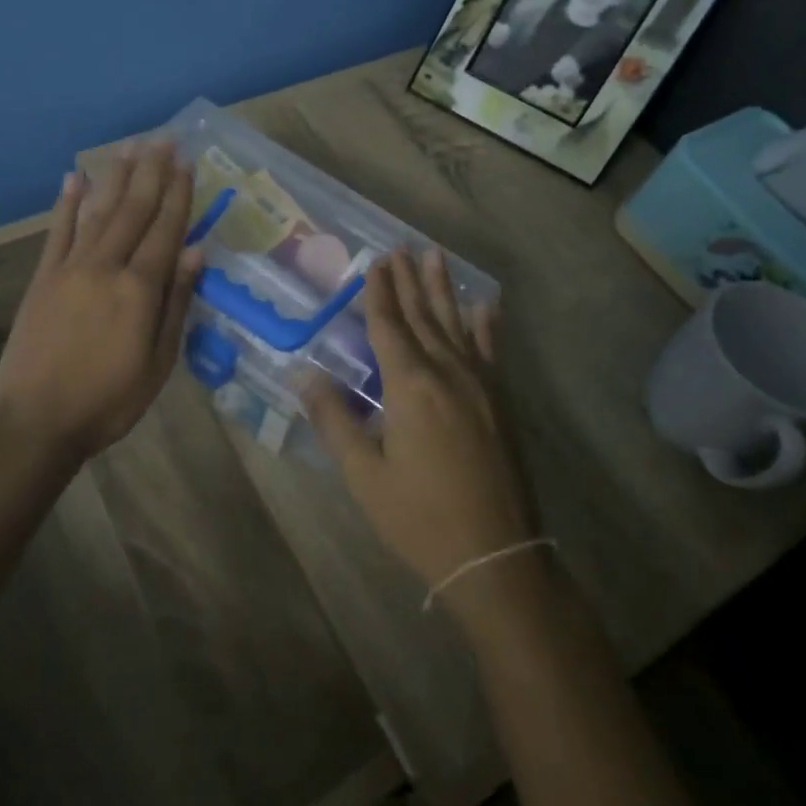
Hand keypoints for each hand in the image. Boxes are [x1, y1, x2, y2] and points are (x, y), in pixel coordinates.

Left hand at [0, 141, 202, 464]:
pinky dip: (67, 203)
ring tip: (129, 147)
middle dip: (151, 172)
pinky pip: (57, 231)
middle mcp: (106, 266)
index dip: (178, 194)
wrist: (35, 422)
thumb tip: (194, 252)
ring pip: (98, 211)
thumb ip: (176, 304)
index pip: (165, 230)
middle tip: (163, 138)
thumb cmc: (108, 400)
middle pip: (133, 210)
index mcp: (140, 289)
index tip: (187, 162)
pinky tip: (74, 178)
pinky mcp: (42, 277)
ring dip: (115, 177)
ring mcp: (70, 268)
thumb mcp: (158, 363)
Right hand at [303, 251, 535, 617]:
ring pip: (456, 325)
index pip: (388, 326)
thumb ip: (334, 420)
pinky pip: (490, 352)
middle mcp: (448, 373)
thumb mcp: (364, 475)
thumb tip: (304, 375)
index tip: (375, 261)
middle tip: (399, 248)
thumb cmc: (419, 517)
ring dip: (443, 290)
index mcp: (410, 386)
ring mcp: (480, 386)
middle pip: (422, 316)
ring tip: (435, 256)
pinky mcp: (501, 403)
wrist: (495, 557)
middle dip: (408, 281)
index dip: (379, 292)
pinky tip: (484, 307)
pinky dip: (485, 326)